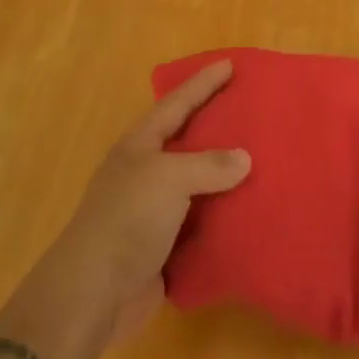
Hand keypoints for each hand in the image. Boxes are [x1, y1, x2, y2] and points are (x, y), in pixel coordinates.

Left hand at [14, 62, 249, 358]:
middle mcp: (145, 174)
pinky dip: (224, 219)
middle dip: (216, 127)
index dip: (202, 84)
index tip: (230, 65)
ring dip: (225, 178)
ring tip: (263, 163)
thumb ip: (208, 165)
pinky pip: (202, 225)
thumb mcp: (168, 179)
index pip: (176, 105)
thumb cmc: (127, 220)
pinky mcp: (164, 247)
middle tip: (251, 111)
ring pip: (197, 186)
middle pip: (186, 142)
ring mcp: (153, 212)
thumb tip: (244, 158)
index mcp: (139, 147)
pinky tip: (251, 216)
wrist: (94, 293)